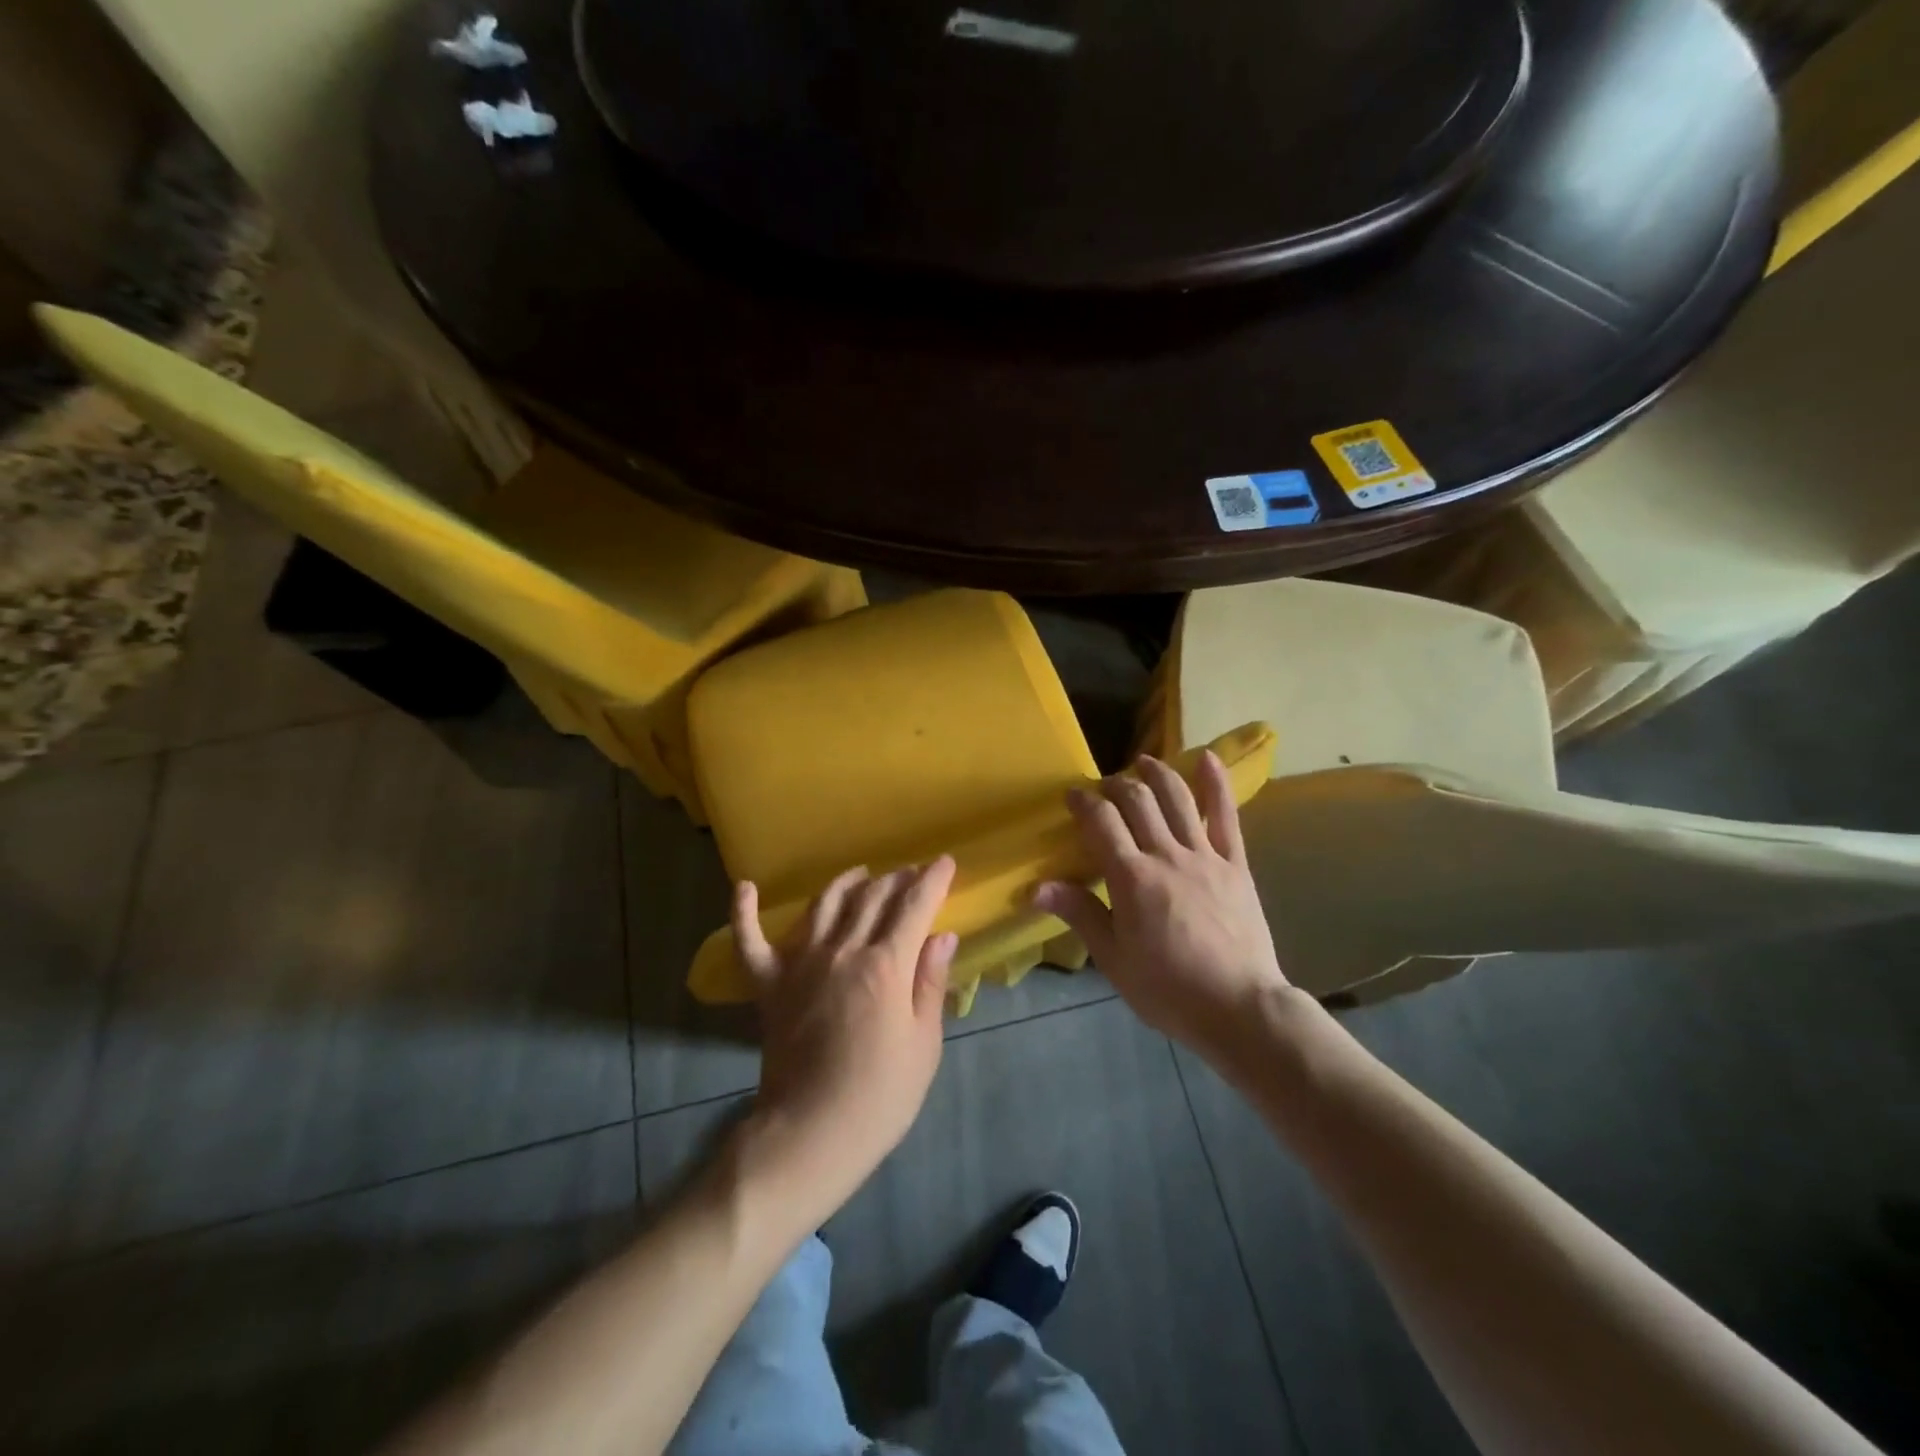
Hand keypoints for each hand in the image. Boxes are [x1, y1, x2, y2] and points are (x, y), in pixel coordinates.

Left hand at [732, 859, 957, 1212]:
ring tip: (862, 874)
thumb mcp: (923, 1043)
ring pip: (824, 904)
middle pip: (872, 897)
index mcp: (886, 965)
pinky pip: (750, 940)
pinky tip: (745, 887)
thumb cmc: (880, 1095)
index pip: (914, 906)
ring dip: (846, 882)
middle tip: (912, 873)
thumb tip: (943, 935)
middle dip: (897, 878)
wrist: (810, 1134)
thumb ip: (930, 982)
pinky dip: (744, 912)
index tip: (945, 862)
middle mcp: (842, 951)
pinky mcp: (768, 984)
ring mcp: (800, 964)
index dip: (933, 880)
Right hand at [1034, 753, 1287, 1058]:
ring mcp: (1205, 856)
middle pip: (1137, 801)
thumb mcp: (1113, 959)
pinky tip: (1208, 758)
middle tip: (1103, 787)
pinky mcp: (1236, 864)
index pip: (1101, 822)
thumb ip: (1079, 914)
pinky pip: (1227, 816)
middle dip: (1115, 785)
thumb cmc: (1168, 990)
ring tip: (1142, 763)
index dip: (1084, 802)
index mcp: (1132, 878)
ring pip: (1178, 798)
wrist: (1240, 1009)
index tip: (1072, 796)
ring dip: (1156, 774)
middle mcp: (1166, 855)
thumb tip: (1036, 888)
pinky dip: (1216, 784)